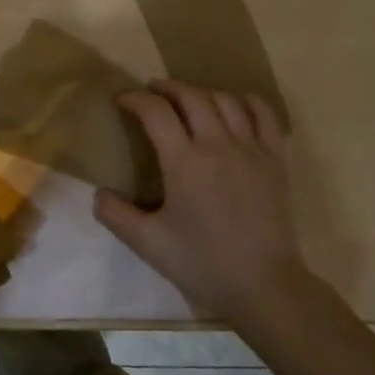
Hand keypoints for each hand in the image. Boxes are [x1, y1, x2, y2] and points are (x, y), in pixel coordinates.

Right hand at [95, 81, 326, 330]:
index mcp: (184, 162)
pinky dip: (245, 100)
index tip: (122, 100)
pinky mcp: (275, 158)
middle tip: (152, 93)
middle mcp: (217, 144)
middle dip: (167, 88)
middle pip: (191, 96)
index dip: (135, 99)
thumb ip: (116, 215)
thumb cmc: (203, 263)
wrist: (264, 286)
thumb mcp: (148, 243)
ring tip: (188, 100)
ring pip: (226, 99)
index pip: (155, 112)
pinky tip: (233, 105)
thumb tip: (98, 193)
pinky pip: (263, 113)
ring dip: (201, 92)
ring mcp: (251, 148)